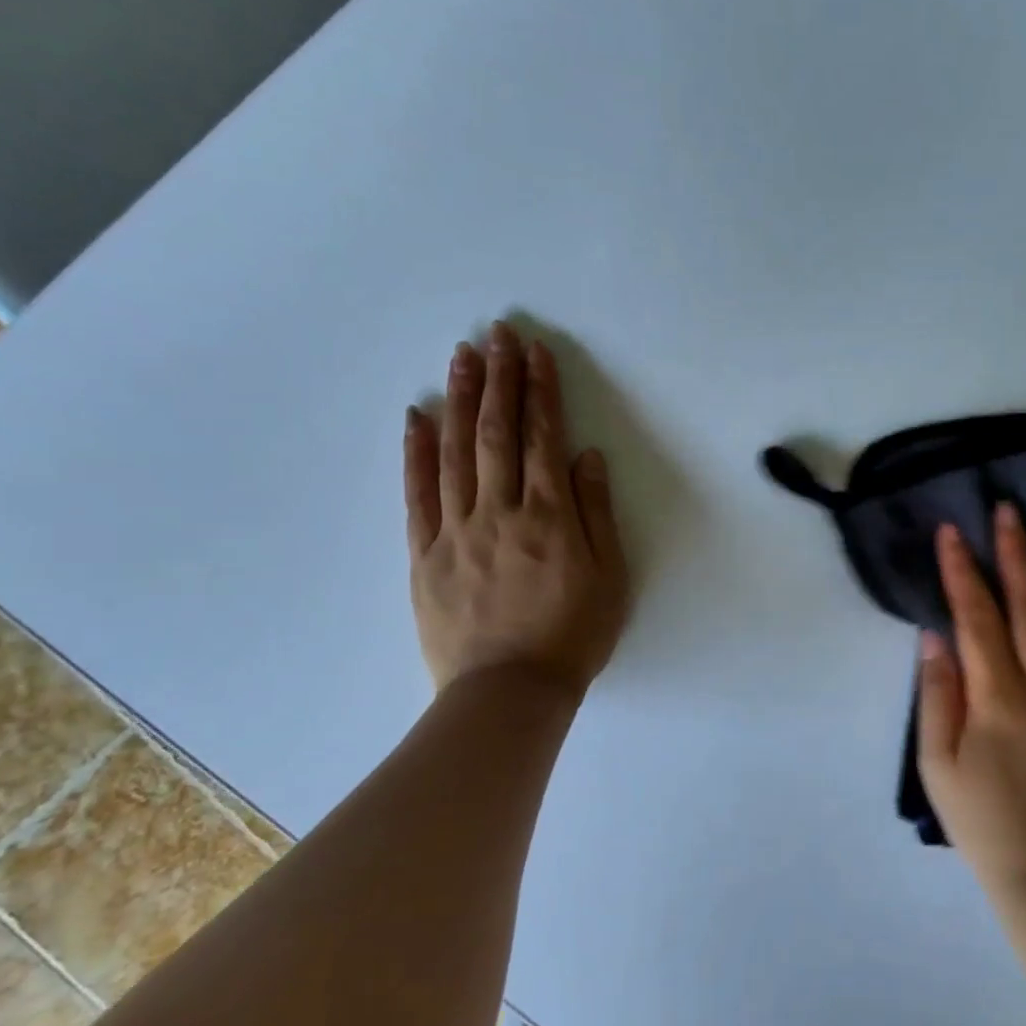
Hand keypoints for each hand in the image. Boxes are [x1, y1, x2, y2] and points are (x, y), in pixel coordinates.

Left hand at [404, 322, 629, 695]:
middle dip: (499, 379)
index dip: (540, 391)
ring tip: (461, 357)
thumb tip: (586, 456)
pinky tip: (415, 417)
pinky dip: (416, 452)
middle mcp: (500, 511)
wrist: (510, 692)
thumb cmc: (573, 636)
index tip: (536, 353)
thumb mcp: (610, 578)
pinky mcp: (425, 553)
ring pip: (455, 452)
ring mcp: (457, 530)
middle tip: (497, 334)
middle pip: (496, 433)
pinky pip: (418, 494)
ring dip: (459, 400)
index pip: (542, 438)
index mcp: (550, 517)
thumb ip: (597, 513)